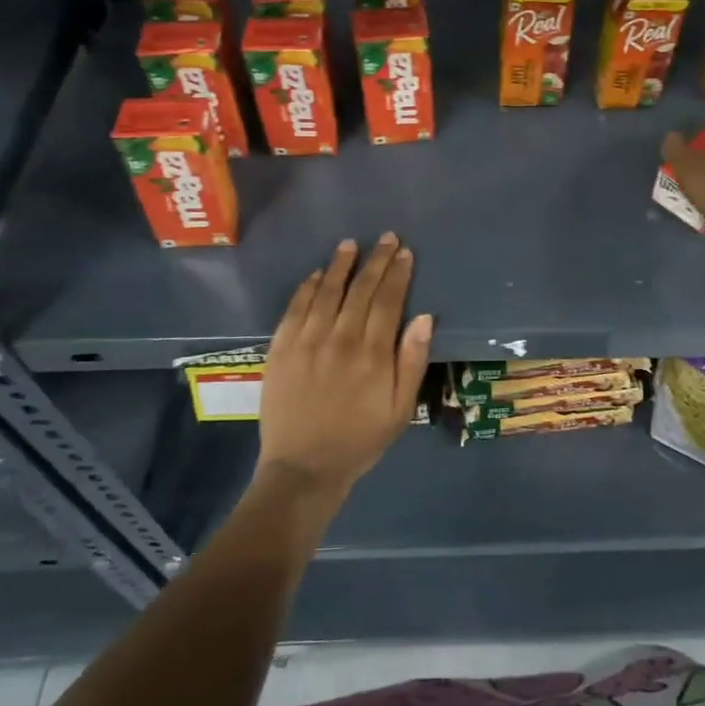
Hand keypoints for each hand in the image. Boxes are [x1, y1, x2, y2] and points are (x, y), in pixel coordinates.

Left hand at [259, 234, 432, 495]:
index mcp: (373, 354)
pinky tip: (316, 274)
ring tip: (350, 245)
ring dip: (340, 266)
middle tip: (385, 238)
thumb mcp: (400, 408)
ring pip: (326, 292)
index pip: (388, 301)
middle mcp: (340, 340)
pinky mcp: (280, 350)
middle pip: (360, 290)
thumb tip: (424, 317)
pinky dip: (307, 288)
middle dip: (375, 261)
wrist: (304, 467)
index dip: (397, 274)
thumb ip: (412, 361)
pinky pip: (295, 309)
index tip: (404, 252)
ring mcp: (307, 342)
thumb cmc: (360, 439)